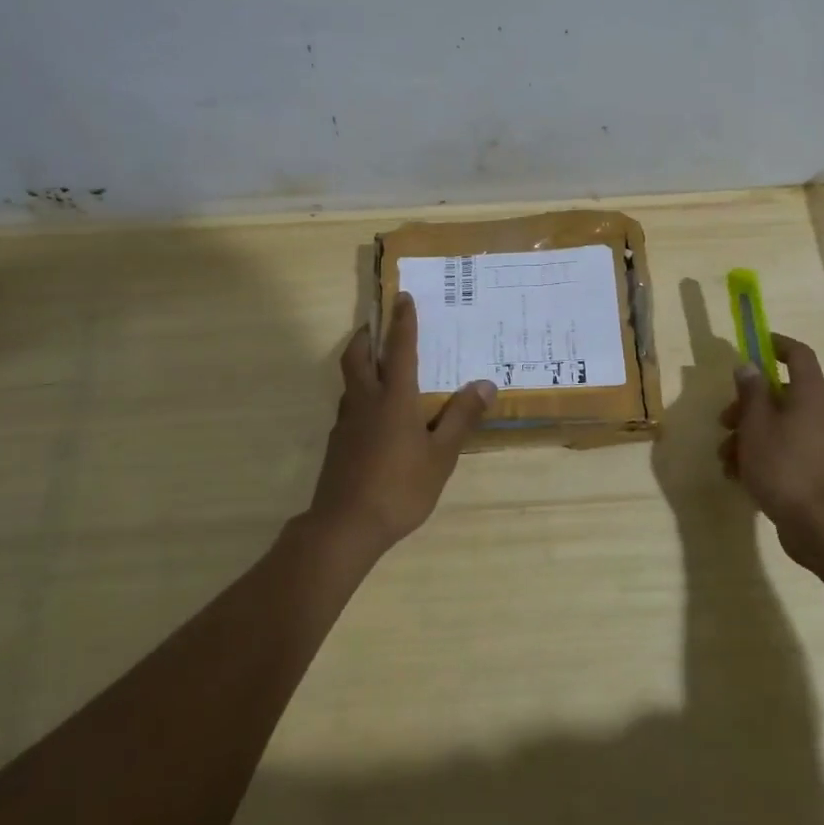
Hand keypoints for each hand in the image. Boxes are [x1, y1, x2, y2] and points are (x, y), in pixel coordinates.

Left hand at [307, 293, 495, 555]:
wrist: (345, 527)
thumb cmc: (399, 488)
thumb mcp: (440, 456)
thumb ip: (461, 418)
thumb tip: (485, 384)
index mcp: (393, 398)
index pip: (400, 348)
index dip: (403, 321)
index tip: (403, 297)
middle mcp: (366, 401)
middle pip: (357, 356)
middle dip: (367, 335)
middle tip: (379, 327)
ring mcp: (346, 422)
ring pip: (350, 381)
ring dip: (362, 364)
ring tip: (382, 368)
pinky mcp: (338, 443)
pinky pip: (350, 406)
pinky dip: (361, 395)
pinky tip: (377, 416)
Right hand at [718, 334, 823, 567]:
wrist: (821, 526)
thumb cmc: (784, 466)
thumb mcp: (756, 424)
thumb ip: (751, 392)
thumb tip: (749, 365)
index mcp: (810, 393)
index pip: (798, 354)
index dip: (776, 344)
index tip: (753, 345)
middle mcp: (820, 412)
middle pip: (781, 393)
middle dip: (747, 403)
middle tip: (724, 420)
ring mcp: (820, 442)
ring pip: (778, 424)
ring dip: (748, 434)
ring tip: (725, 457)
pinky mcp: (815, 468)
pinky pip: (784, 448)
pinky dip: (761, 454)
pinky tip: (738, 475)